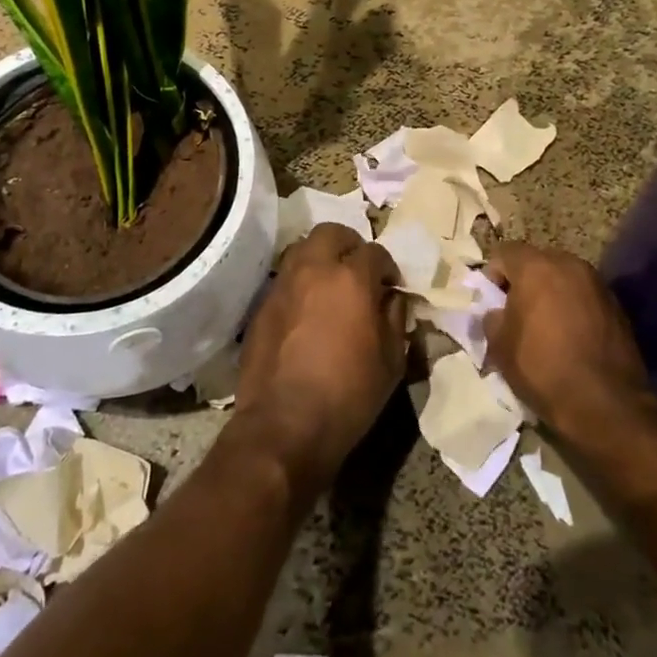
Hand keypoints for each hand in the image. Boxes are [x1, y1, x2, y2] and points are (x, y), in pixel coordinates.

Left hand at [233, 223, 405, 498]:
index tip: (391, 285)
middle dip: (349, 245)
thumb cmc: (349, 394)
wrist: (284, 423)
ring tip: (331, 286)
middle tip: (359, 270)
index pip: (374, 252)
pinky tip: (307, 310)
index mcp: (351, 278)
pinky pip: (284, 278)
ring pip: (302, 249)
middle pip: (331, 233)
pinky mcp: (261, 305)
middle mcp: (313, 269)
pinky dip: (300, 282)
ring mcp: (282, 284)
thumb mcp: (392, 361)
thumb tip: (392, 298)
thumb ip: (396, 319)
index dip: (387, 266)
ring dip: (320, 258)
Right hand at [485, 241, 648, 439]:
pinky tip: (571, 337)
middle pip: (538, 261)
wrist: (605, 404)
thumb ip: (492, 318)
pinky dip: (574, 308)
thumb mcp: (499, 345)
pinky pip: (585, 297)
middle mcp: (570, 265)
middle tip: (517, 313)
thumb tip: (498, 313)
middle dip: (525, 282)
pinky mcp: (618, 307)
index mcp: (536, 267)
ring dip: (551, 294)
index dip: (493, 275)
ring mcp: (598, 284)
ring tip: (547, 327)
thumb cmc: (542, 368)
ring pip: (564, 279)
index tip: (493, 303)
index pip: (505, 252)